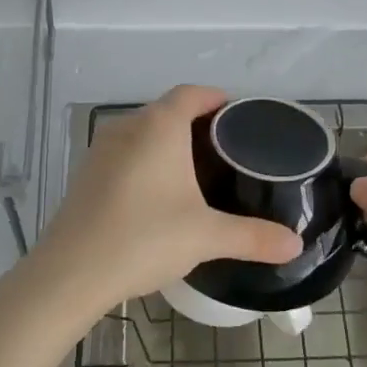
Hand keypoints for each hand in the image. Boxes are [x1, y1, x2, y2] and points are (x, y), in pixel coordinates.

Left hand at [25, 86, 303, 318]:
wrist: (70, 273)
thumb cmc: (144, 239)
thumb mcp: (206, 236)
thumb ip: (254, 237)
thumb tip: (295, 244)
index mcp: (159, 126)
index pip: (192, 93)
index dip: (217, 99)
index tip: (239, 118)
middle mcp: (127, 127)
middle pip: (167, 110)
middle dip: (196, 123)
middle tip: (226, 151)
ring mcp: (100, 150)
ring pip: (142, 132)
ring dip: (167, 143)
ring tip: (195, 172)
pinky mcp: (85, 174)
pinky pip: (124, 153)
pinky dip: (144, 161)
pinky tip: (156, 194)